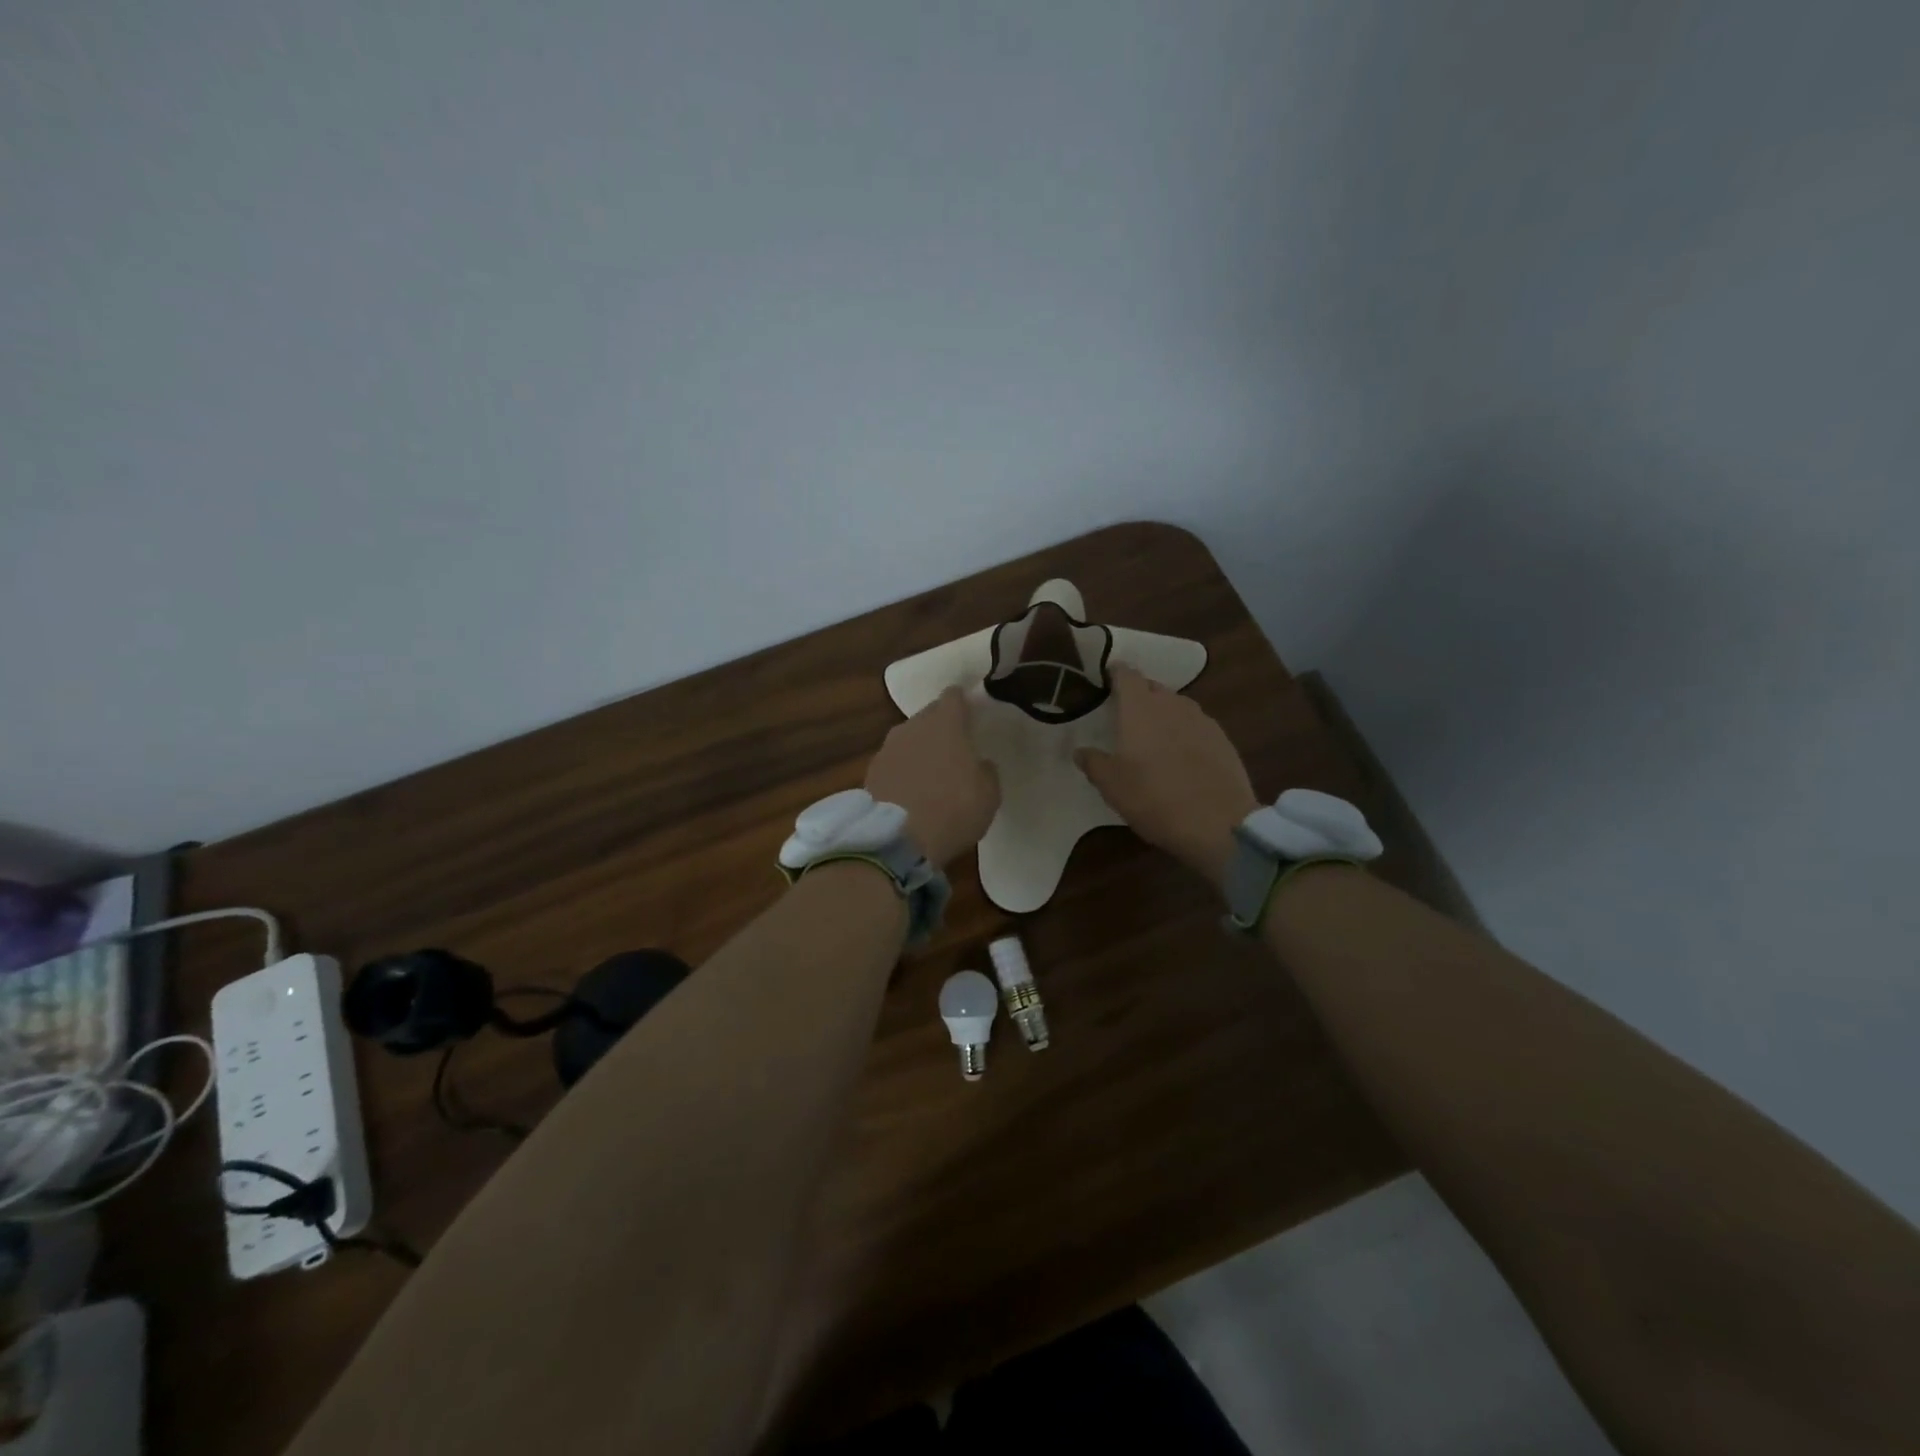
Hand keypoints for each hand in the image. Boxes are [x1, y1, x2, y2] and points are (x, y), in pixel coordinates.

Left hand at [866, 687, 1001, 867]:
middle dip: (940, 726)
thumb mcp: (989, 794)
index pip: (953, 696)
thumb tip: (979, 763)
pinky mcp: (870, 771)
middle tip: (954, 746)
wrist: (898, 839)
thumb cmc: (954, 809)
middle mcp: (913, 726)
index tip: (970, 714)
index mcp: (946, 723)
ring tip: (931, 771)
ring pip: (908, 738)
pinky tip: (910, 790)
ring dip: (919, 749)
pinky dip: (902, 770)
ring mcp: (887, 748)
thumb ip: (986, 770)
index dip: (962, 703)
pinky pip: (893, 762)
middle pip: (928, 715)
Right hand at [1076, 665, 1258, 888]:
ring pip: (1176, 706)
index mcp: (1140, 708)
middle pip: (1152, 687)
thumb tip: (1080, 751)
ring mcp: (1201, 720)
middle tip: (1125, 714)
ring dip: (1162, 713)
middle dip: (1138, 695)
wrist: (1218, 823)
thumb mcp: (1111, 785)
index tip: (1106, 678)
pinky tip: (1181, 755)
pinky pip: (1195, 725)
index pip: (1126, 674)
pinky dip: (1184, 732)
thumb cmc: (1154, 798)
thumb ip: (1093, 762)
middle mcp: (1172, 704)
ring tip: (1152, 736)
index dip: (1115, 673)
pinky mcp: (1222, 739)